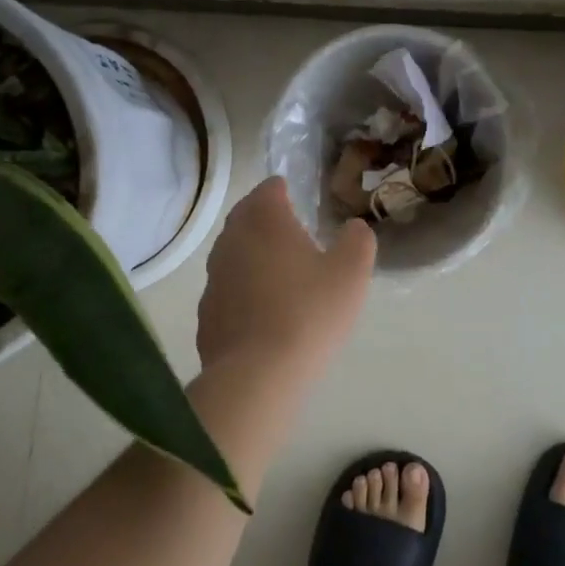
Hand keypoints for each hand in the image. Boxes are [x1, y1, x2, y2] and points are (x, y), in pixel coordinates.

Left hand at [196, 177, 375, 386]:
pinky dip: (244, 291)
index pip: (270, 188)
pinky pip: (228, 290)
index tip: (302, 203)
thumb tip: (354, 228)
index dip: (286, 191)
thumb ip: (358, 240)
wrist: (257, 377)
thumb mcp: (351, 272)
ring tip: (282, 276)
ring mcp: (214, 278)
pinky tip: (265, 313)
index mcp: (264, 220)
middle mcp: (232, 240)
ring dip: (255, 257)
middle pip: (247, 217)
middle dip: (267, 221)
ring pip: (235, 254)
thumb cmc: (309, 312)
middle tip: (295, 235)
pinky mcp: (206, 314)